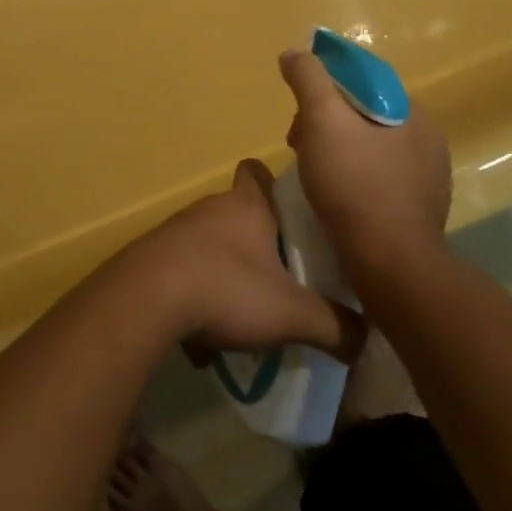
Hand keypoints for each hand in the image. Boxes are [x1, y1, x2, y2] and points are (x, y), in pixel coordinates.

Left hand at [120, 160, 364, 363]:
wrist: (146, 298)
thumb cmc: (226, 288)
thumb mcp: (293, 314)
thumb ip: (335, 326)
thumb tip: (364, 338)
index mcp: (246, 207)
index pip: (258, 172)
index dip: (274, 185)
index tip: (290, 211)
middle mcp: (210, 208)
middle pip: (237, 213)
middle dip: (257, 241)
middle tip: (281, 277)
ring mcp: (177, 230)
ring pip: (210, 244)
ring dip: (226, 271)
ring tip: (245, 312)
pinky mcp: (153, 256)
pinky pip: (183, 271)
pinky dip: (196, 295)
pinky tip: (203, 335)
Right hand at [278, 48, 452, 271]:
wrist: (391, 263)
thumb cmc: (354, 184)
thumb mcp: (322, 120)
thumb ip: (308, 79)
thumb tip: (295, 53)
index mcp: (410, 112)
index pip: (362, 80)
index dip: (323, 88)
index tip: (298, 114)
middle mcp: (427, 139)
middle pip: (363, 114)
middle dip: (325, 123)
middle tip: (297, 146)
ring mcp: (428, 177)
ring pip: (370, 147)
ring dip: (337, 152)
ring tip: (312, 176)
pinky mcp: (420, 209)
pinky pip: (379, 178)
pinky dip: (353, 179)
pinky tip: (336, 198)